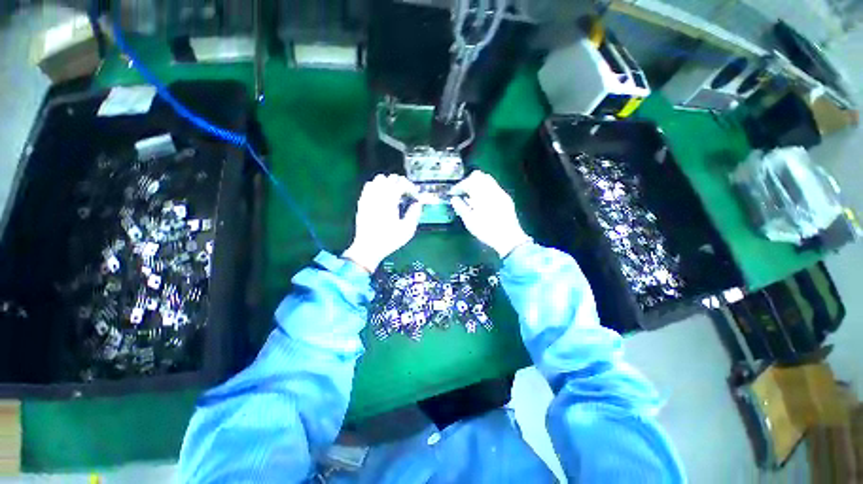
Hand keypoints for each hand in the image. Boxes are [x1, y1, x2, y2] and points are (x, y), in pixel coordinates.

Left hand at [343, 174, 422, 272]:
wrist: (368, 248)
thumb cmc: (389, 240)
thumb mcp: (407, 230)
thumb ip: (414, 214)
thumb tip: (417, 203)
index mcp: (390, 200)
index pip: (402, 183)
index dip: (411, 188)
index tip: (416, 197)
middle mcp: (378, 195)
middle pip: (391, 178)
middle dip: (402, 183)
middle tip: (407, 195)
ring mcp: (368, 197)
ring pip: (379, 179)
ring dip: (389, 183)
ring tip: (395, 194)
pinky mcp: (362, 201)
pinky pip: (369, 186)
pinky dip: (377, 186)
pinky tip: (382, 196)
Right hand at [450, 171, 531, 257]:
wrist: (509, 238)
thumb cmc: (486, 230)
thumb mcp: (469, 220)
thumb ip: (460, 207)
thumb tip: (454, 199)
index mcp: (482, 194)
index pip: (468, 182)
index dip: (458, 186)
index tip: (453, 193)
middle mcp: (492, 189)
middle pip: (478, 176)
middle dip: (468, 182)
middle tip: (461, 192)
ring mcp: (501, 193)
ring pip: (487, 180)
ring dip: (477, 185)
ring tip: (470, 197)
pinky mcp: (506, 198)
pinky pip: (493, 187)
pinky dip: (484, 190)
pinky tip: (481, 201)